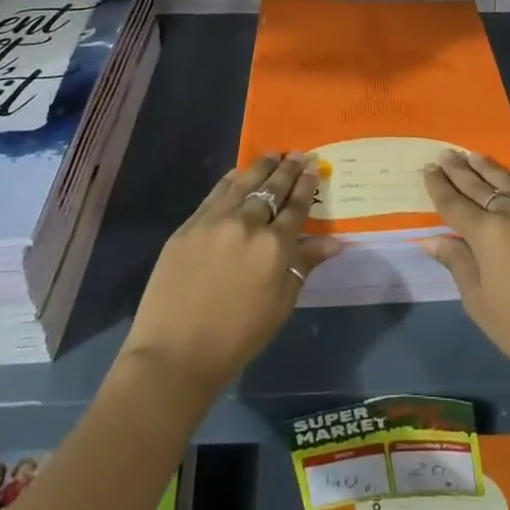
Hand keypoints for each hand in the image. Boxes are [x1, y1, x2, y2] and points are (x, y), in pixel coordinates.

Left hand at [121, 153, 339, 394]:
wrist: (174, 354)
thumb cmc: (235, 339)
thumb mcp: (280, 306)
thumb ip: (303, 266)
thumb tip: (335, 242)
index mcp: (274, 247)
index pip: (296, 206)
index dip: (306, 184)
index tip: (313, 166)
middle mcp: (247, 224)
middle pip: (272, 188)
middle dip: (288, 169)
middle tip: (298, 154)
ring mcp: (214, 221)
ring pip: (244, 182)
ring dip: (261, 166)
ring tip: (273, 155)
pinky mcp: (189, 226)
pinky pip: (216, 193)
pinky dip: (231, 179)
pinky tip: (238, 173)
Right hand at [423, 150, 509, 388]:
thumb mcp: (478, 301)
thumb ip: (456, 262)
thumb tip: (431, 239)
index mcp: (488, 233)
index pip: (455, 203)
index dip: (439, 186)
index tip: (427, 169)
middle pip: (480, 185)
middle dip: (460, 170)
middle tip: (445, 154)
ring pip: (509, 181)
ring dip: (488, 167)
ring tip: (472, 155)